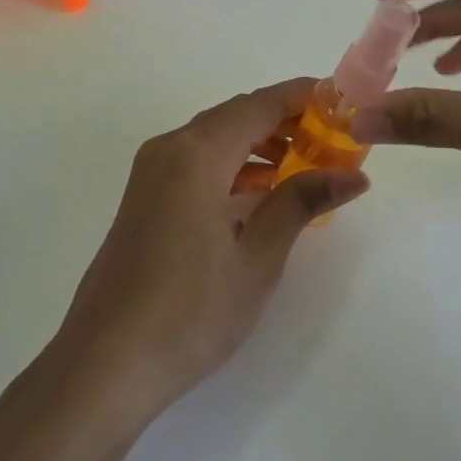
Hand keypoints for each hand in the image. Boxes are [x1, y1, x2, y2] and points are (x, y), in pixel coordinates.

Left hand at [55, 79, 369, 417]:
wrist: (106, 363)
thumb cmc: (189, 312)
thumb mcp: (257, 259)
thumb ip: (300, 204)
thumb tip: (354, 175)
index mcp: (196, 154)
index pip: (259, 105)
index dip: (303, 97)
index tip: (344, 102)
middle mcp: (169, 150)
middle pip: (236, 116)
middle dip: (286, 122)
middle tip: (334, 140)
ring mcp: (150, 174)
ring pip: (215, 140)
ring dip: (259, 145)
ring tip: (307, 167)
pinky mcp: (144, 199)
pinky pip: (196, 164)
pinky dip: (233, 168)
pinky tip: (262, 193)